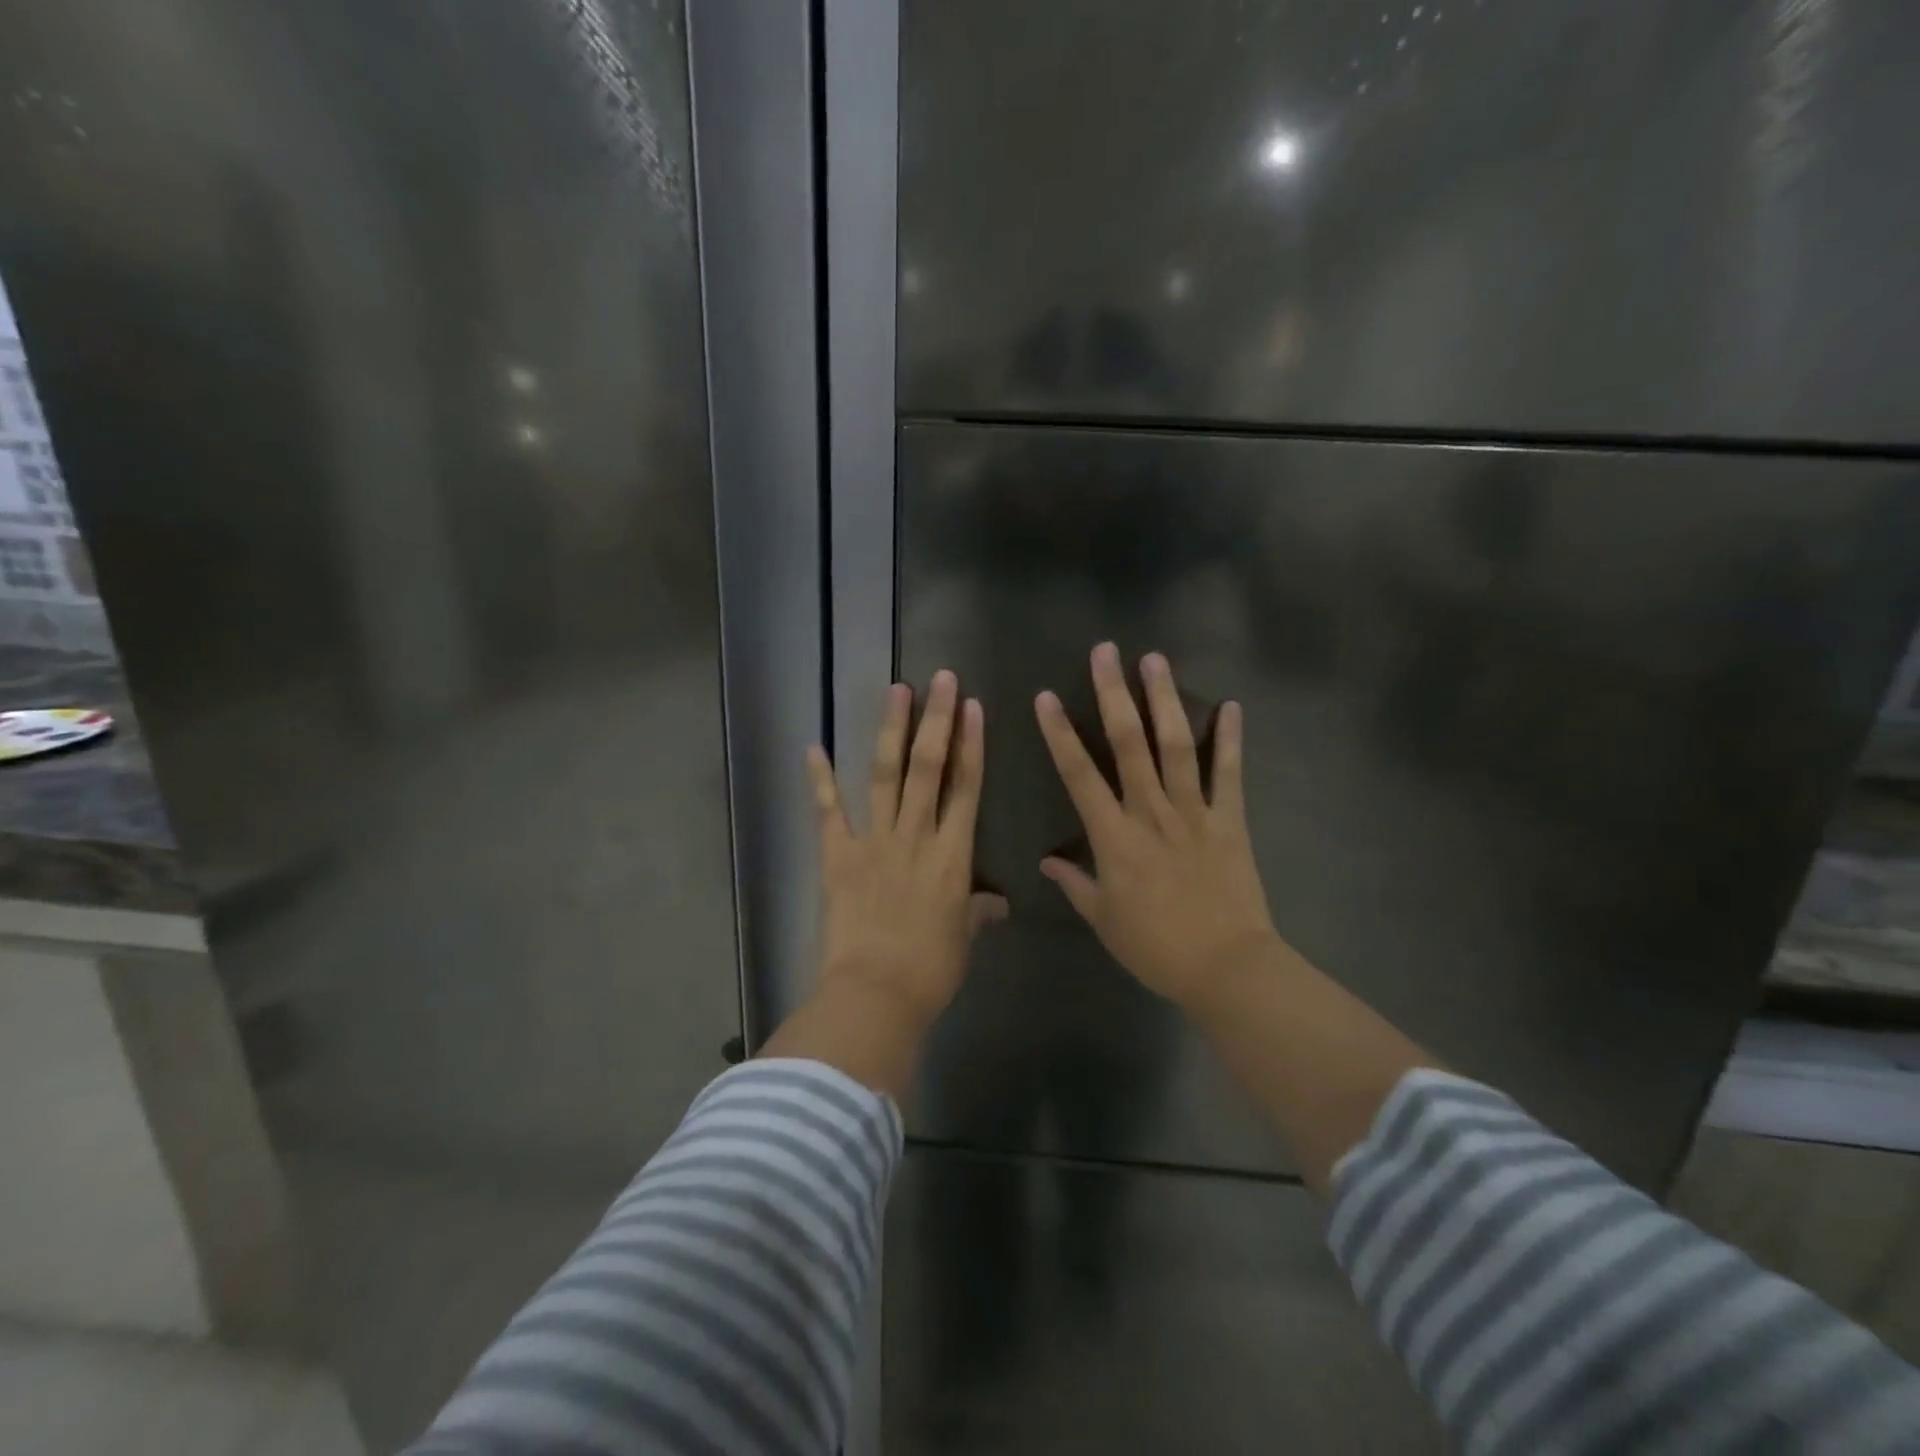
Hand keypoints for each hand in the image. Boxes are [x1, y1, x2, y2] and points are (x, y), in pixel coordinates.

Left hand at [808, 670, 1007, 1026]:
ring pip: (885, 775)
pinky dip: (820, 779)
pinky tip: (814, 746)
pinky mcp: (838, 856)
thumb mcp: (963, 940)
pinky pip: (828, 811)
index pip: (967, 787)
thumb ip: (978, 912)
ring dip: (891, 730)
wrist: (875, 995)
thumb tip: (996, 903)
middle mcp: (916, 836)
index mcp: (952, 856)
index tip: (973, 707)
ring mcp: (874, 842)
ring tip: (897, 690)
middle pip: (928, 767)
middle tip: (941, 679)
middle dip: (936, 719)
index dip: (971, 744)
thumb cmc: (930, 971)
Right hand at [1035, 643, 1277, 1008]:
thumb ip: (1075, 883)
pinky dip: (1231, 739)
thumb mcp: (1104, 920)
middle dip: (1114, 694)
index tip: (1046, 697)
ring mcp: (1195, 812)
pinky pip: (1230, 774)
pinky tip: (1232, 706)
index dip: (1060, 734)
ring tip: (1156, 660)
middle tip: (1106, 652)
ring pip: (1176, 746)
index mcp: (1114, 837)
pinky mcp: (1230, 820)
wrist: (1226, 968)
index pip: (1079, 775)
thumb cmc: (1156, 947)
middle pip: (1129, 744)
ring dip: (1165, 700)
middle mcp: (1151, 812)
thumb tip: (1047, 861)